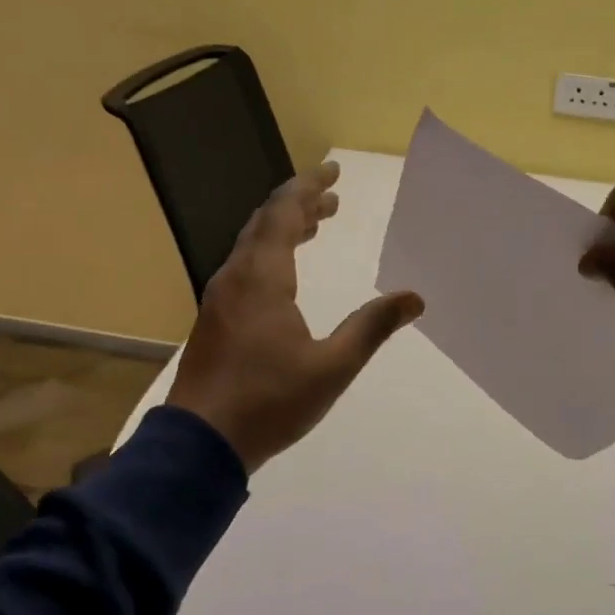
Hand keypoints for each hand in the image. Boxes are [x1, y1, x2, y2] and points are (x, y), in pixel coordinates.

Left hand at [167, 161, 424, 472]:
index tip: (334, 171)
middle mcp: (235, 277)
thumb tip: (414, 298)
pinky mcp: (214, 319)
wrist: (200, 443)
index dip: (309, 189)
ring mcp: (219, 298)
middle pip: (264, 222)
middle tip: (332, 196)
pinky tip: (285, 272)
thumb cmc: (269, 402)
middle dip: (299, 203)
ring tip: (316, 225)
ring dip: (283, 228)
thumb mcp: (331, 368)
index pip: (284, 215)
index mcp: (262, 279)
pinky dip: (269, 252)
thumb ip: (371, 328)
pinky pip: (244, 266)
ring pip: (251, 244)